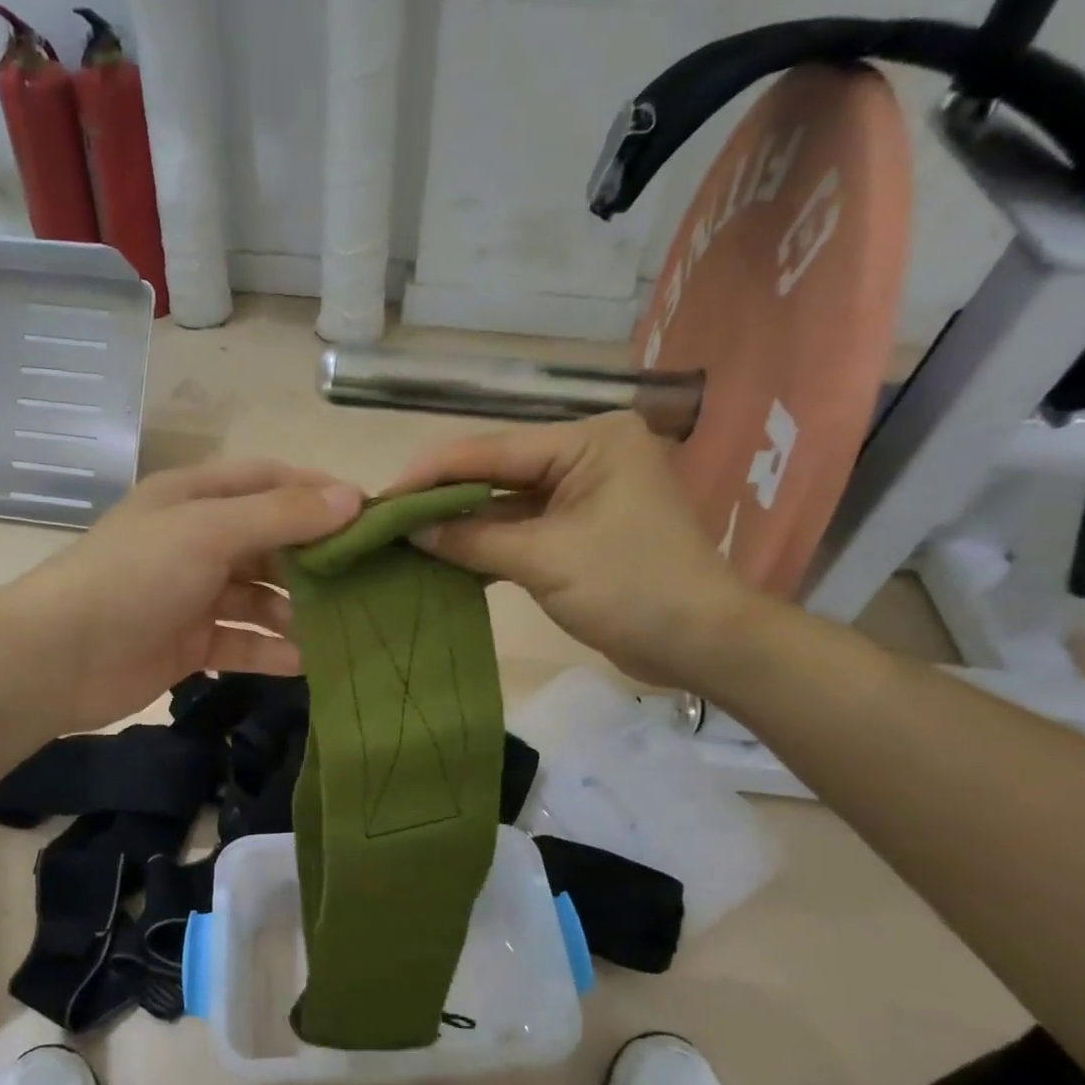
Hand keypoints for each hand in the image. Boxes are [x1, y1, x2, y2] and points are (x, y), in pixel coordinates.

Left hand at [4, 459, 362, 729]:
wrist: (58, 658)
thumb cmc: (135, 577)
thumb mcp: (210, 532)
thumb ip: (282, 515)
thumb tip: (353, 497)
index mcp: (195, 498)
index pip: (270, 482)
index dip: (319, 493)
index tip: (370, 516)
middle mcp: (198, 541)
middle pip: (272, 542)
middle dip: (317, 560)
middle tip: (370, 579)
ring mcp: (194, 595)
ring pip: (262, 597)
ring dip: (299, 611)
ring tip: (349, 625)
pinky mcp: (192, 643)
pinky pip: (244, 641)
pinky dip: (274, 649)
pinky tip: (311, 661)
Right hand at [387, 413, 769, 688]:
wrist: (702, 644)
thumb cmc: (631, 588)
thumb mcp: (545, 560)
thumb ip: (473, 539)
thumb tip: (410, 530)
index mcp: (589, 441)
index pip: (494, 449)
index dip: (433, 471)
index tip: (383, 494)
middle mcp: (586, 456)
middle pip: (497, 472)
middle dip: (443, 497)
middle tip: (386, 516)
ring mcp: (584, 495)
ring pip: (506, 504)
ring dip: (461, 524)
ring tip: (404, 537)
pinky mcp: (579, 531)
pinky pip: (521, 530)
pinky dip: (486, 545)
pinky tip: (444, 557)